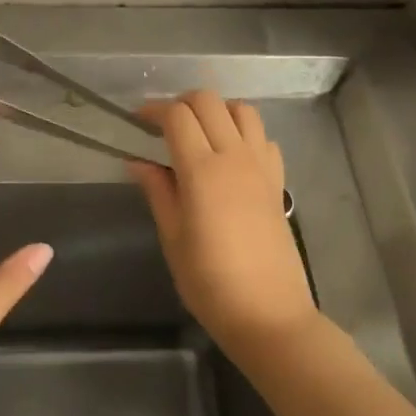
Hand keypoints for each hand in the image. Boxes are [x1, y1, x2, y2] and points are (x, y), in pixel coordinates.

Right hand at [128, 91, 317, 359]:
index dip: (153, 110)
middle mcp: (234, 157)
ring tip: (200, 132)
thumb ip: (157, 191)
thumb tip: (137, 161)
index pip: (177, 116)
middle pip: (209, 101)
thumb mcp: (173, 238)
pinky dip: (244, 132)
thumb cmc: (210, 282)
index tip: (137, 121)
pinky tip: (230, 155)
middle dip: (182, 102)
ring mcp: (261, 166)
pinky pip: (262, 137)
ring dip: (217, 110)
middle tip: (164, 125)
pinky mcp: (278, 181)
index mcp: (202, 171)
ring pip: (242, 110)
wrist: (269, 315)